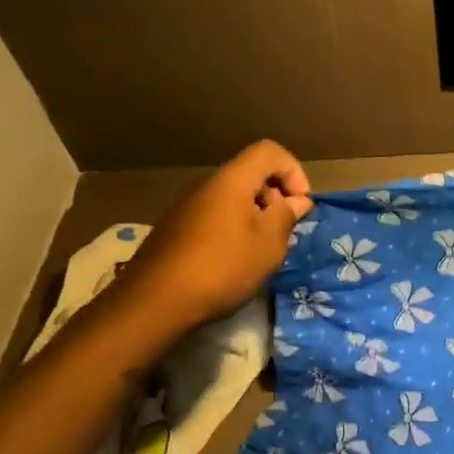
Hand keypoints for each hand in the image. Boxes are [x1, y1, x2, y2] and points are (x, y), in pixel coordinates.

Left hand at [116, 139, 313, 329]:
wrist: (153, 303)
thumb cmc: (222, 267)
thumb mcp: (269, 244)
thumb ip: (286, 215)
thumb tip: (296, 201)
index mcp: (231, 180)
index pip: (269, 151)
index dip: (293, 171)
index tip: (300, 205)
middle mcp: (206, 184)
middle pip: (250, 174)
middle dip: (275, 196)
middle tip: (284, 232)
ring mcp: (185, 206)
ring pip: (232, 197)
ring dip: (255, 215)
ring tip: (261, 251)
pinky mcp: (174, 228)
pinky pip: (214, 215)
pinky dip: (233, 228)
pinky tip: (232, 261)